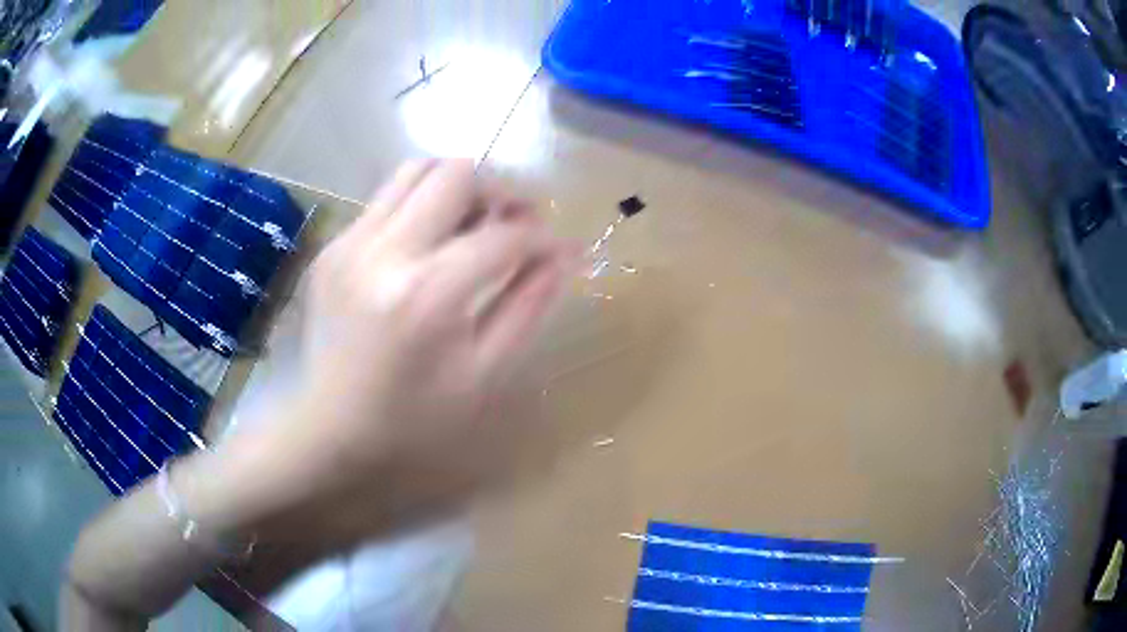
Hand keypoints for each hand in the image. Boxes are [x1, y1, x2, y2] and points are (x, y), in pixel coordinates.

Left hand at [254, 159, 578, 508]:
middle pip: (455, 173)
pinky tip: (426, 247)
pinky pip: (385, 200)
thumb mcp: (484, 375)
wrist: (330, 429)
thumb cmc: (414, 418)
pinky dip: (419, 207)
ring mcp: (349, 242)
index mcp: (427, 294)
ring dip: (455, 187)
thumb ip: (527, 306)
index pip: (503, 235)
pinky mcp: (332, 246)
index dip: (541, 237)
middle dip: (499, 191)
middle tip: (512, 224)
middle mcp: (383, 251)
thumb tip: (563, 255)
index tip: (555, 250)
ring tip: (471, 223)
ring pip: (415, 170)